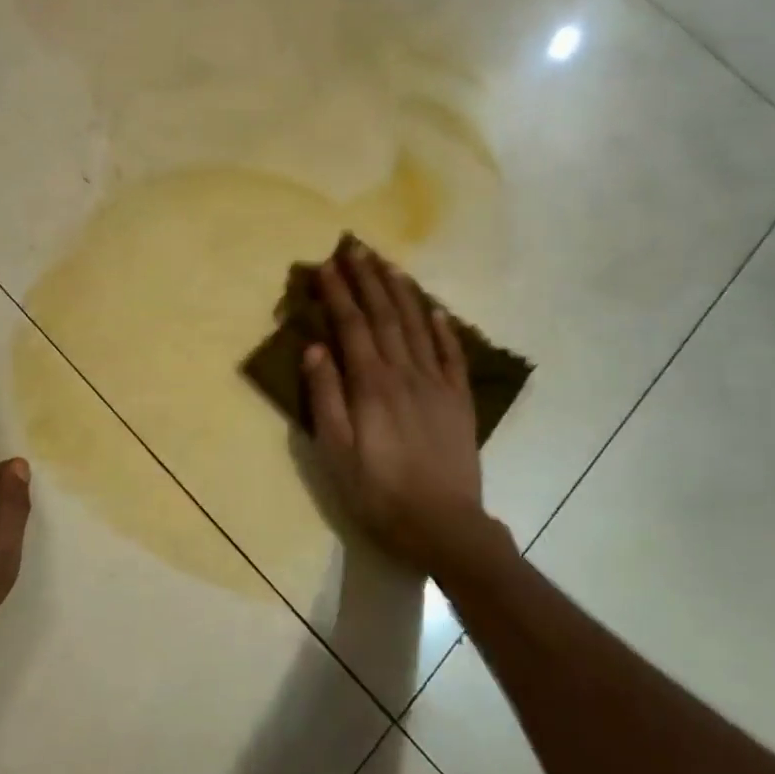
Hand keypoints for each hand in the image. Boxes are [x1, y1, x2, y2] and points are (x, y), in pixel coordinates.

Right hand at [302, 243, 492, 578]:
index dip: (338, 293)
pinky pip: (452, 354)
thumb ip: (326, 398)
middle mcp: (405, 373)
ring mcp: (437, 384)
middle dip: (368, 279)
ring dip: (402, 292)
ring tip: (389, 264)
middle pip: (385, 316)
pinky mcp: (459, 400)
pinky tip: (435, 309)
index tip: (325, 265)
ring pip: (418, 326)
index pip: (351, 326)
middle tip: (355, 247)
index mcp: (372, 384)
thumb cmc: (379, 493)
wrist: (444, 525)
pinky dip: (443, 328)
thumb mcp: (337, 452)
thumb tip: (315, 349)